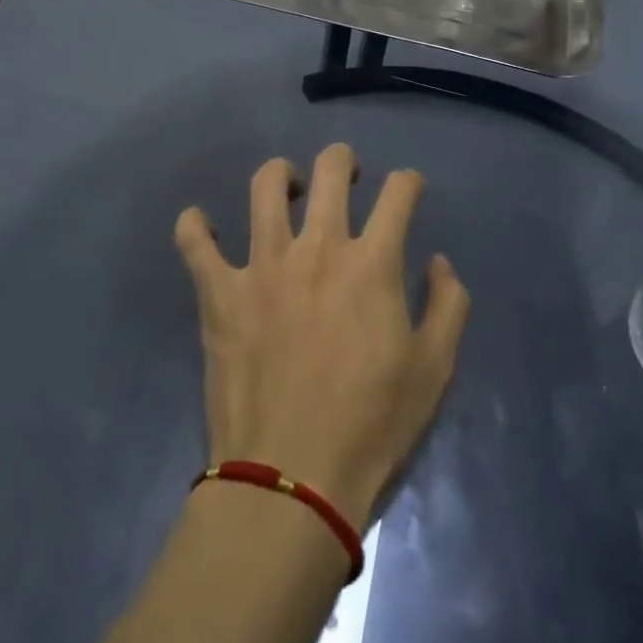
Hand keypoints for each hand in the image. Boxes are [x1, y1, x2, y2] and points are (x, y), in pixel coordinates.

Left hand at [174, 144, 470, 529]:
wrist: (292, 481)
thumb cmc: (372, 426)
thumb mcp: (434, 370)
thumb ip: (447, 305)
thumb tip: (438, 262)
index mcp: (372, 262)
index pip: (398, 192)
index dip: (408, 182)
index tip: (407, 190)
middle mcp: (318, 248)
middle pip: (330, 170)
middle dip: (343, 161)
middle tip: (346, 177)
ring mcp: (263, 265)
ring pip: (265, 186)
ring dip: (280, 175)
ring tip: (288, 187)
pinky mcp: (220, 293)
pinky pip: (195, 242)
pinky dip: (195, 226)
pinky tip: (202, 224)